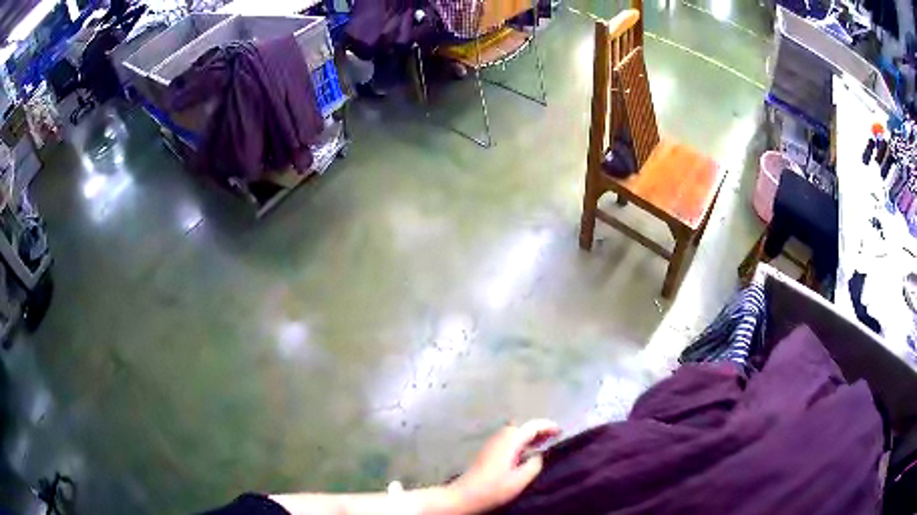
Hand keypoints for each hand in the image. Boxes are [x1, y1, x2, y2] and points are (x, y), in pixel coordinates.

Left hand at [449, 419, 560, 513]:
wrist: (465, 495)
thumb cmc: (494, 488)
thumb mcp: (520, 479)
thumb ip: (534, 464)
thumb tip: (539, 455)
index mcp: (511, 440)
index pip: (533, 426)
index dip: (548, 427)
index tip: (561, 432)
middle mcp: (501, 436)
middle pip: (524, 426)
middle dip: (540, 430)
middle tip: (554, 438)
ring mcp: (493, 442)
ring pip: (516, 432)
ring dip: (530, 435)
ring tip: (544, 444)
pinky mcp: (489, 450)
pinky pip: (510, 439)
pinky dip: (521, 441)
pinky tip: (527, 452)